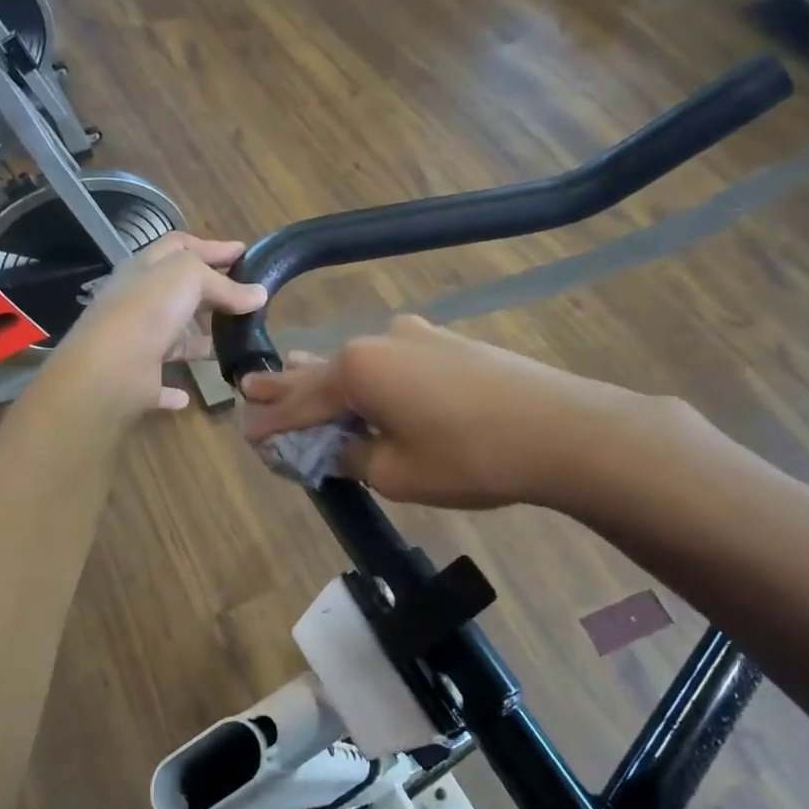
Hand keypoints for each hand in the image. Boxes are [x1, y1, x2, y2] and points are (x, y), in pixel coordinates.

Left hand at [47, 233, 266, 417]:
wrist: (109, 369)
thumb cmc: (148, 310)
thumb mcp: (188, 278)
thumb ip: (223, 283)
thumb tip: (259, 294)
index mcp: (144, 270)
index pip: (179, 247)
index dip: (212, 247)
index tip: (244, 253)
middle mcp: (138, 303)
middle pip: (178, 292)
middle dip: (211, 293)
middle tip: (246, 298)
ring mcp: (136, 343)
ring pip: (172, 338)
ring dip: (198, 341)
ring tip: (234, 342)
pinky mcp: (138, 380)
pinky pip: (159, 385)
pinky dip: (174, 390)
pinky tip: (189, 396)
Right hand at [239, 316, 653, 509]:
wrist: (561, 430)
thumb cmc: (469, 456)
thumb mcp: (396, 472)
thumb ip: (353, 456)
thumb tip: (339, 447)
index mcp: (357, 369)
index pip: (300, 402)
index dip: (272, 421)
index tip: (247, 432)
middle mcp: (378, 341)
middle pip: (321, 371)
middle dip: (287, 386)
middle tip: (251, 388)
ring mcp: (416, 336)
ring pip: (356, 361)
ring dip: (327, 377)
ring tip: (292, 374)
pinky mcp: (446, 343)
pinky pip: (390, 360)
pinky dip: (368, 376)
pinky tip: (363, 380)